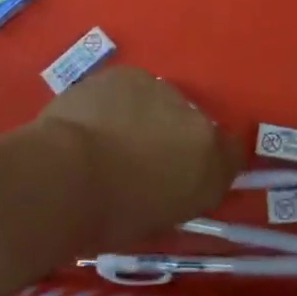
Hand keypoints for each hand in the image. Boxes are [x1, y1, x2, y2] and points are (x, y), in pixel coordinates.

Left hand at [38, 67, 239, 248]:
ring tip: (111, 138)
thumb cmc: (111, 217)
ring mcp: (160, 90)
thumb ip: (179, 194)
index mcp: (210, 161)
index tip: (185, 175)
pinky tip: (93, 120)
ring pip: (159, 103)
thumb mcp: (158, 221)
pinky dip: (117, 102)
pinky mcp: (127, 74)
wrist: (66, 176)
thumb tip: (173, 183)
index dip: (209, 162)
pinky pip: (129, 89)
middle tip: (139, 160)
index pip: (230, 154)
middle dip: (172, 138)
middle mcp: (196, 119)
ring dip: (145, 116)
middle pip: (191, 124)